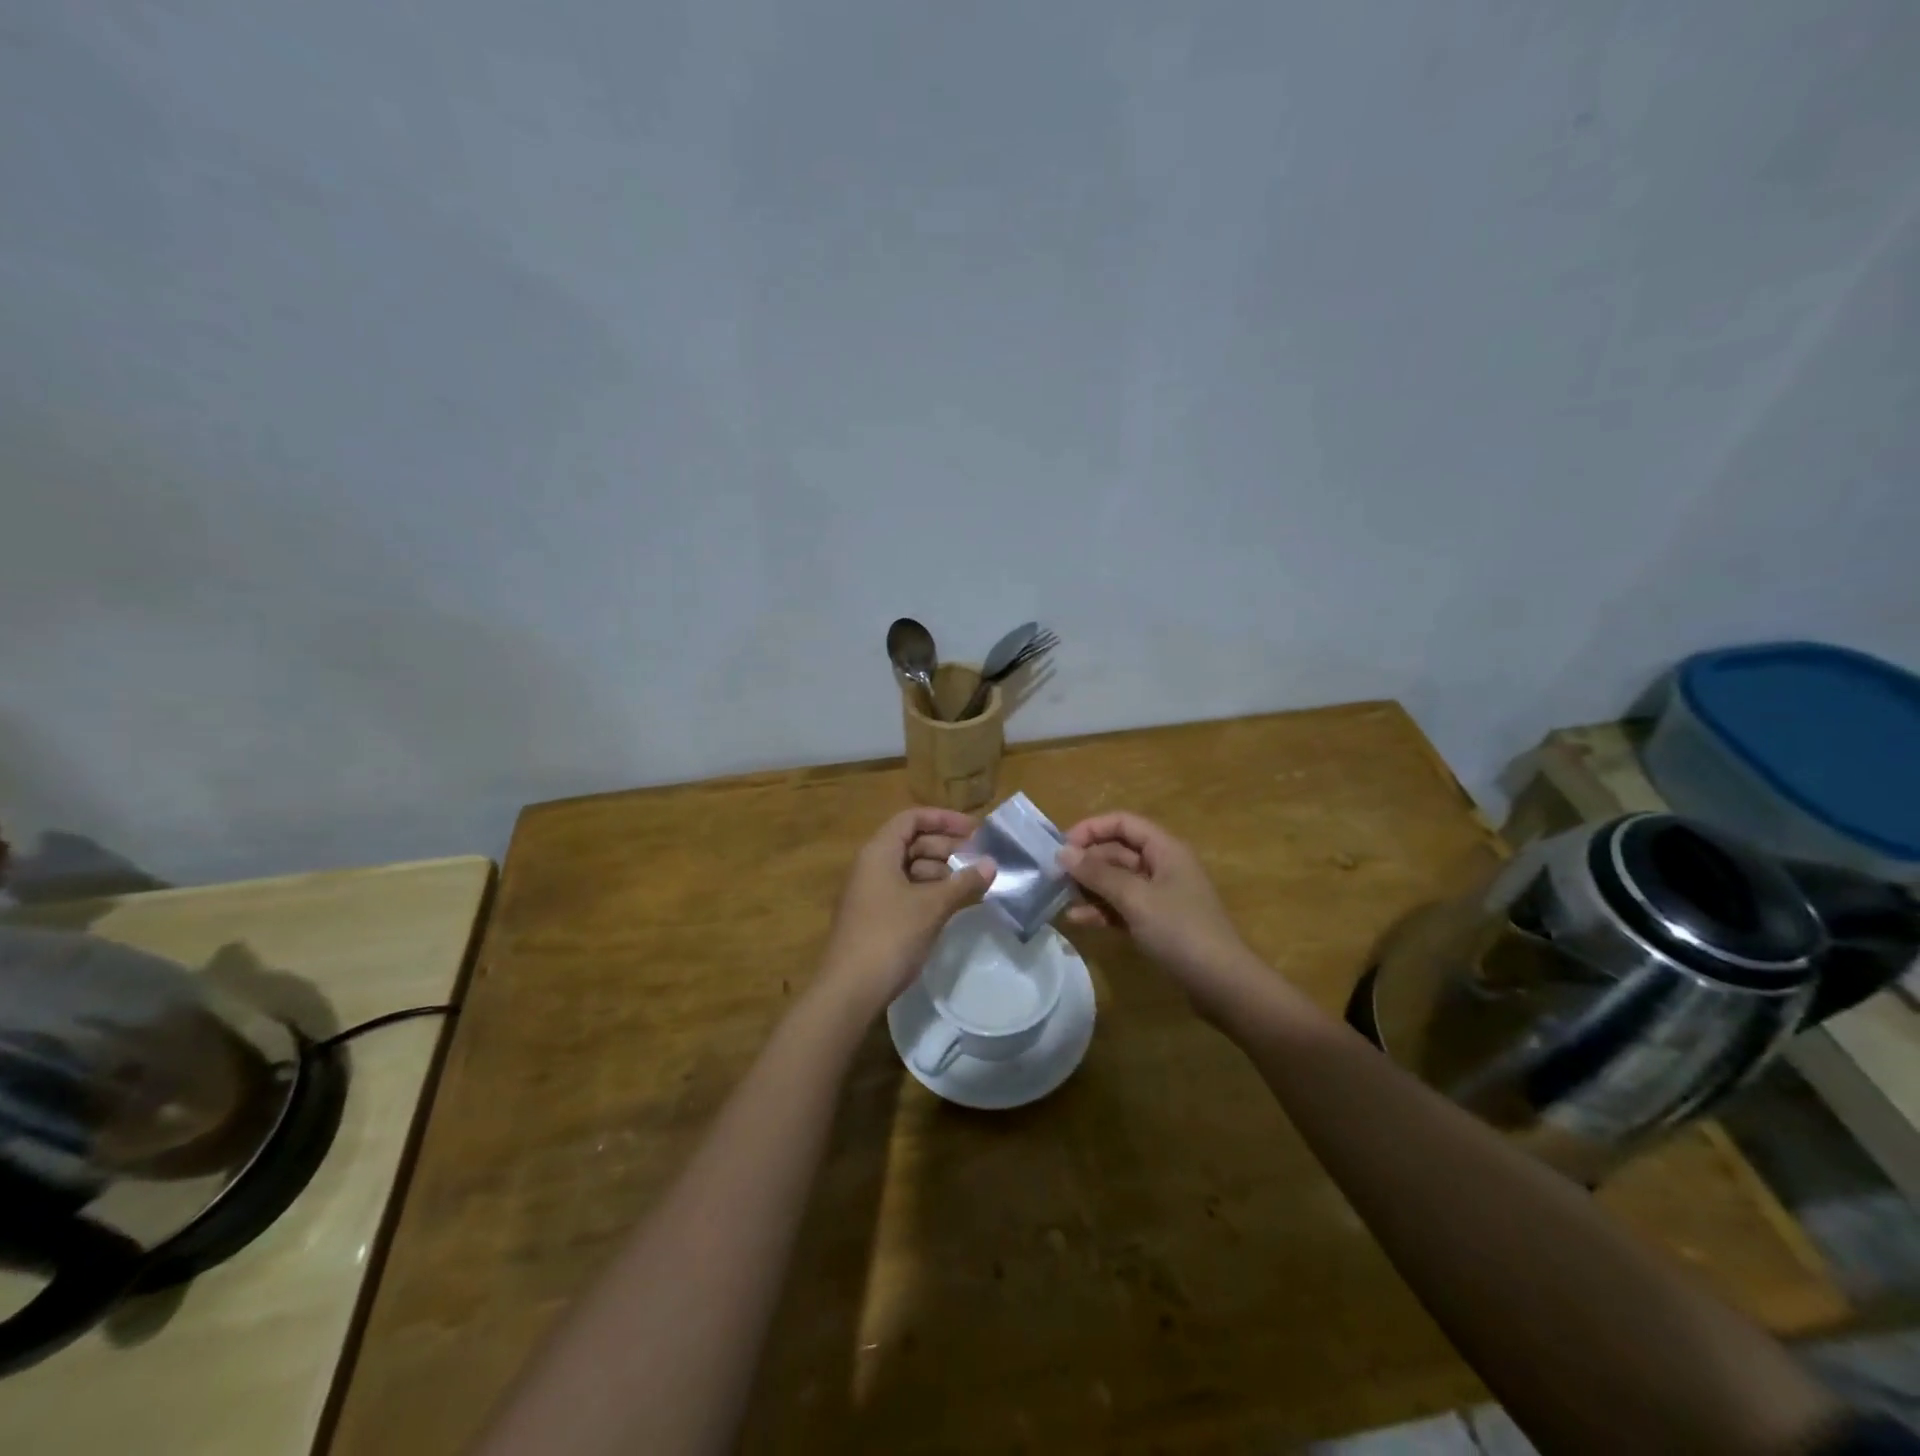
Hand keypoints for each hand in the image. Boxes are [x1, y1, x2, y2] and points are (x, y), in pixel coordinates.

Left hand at [818, 808, 996, 1015]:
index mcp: (878, 852)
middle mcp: (871, 865)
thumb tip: (992, 864)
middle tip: (979, 860)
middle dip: (947, 847)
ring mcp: (871, 892)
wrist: (850, 990)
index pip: (912, 818)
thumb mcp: (932, 906)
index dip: (944, 819)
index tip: (975, 831)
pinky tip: (951, 905)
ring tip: (970, 884)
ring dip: (940, 871)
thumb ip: (963, 882)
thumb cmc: (890, 936)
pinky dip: (929, 892)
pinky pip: (905, 891)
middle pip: (912, 842)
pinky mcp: (874, 916)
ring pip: (910, 868)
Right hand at [1059, 812, 1264, 1019]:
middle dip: (1086, 861)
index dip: (1091, 829)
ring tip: (1061, 898)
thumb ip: (1098, 873)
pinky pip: (1123, 906)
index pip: (1122, 823)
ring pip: (1117, 881)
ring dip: (1090, 887)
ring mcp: (1160, 896)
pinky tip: (1078, 920)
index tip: (1061, 847)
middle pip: (1117, 851)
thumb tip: (1063, 852)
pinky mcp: (1157, 922)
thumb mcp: (1135, 898)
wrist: (1222, 984)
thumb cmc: (1180, 931)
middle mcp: (1163, 866)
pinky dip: (1102, 910)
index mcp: (1165, 849)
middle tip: (1054, 877)